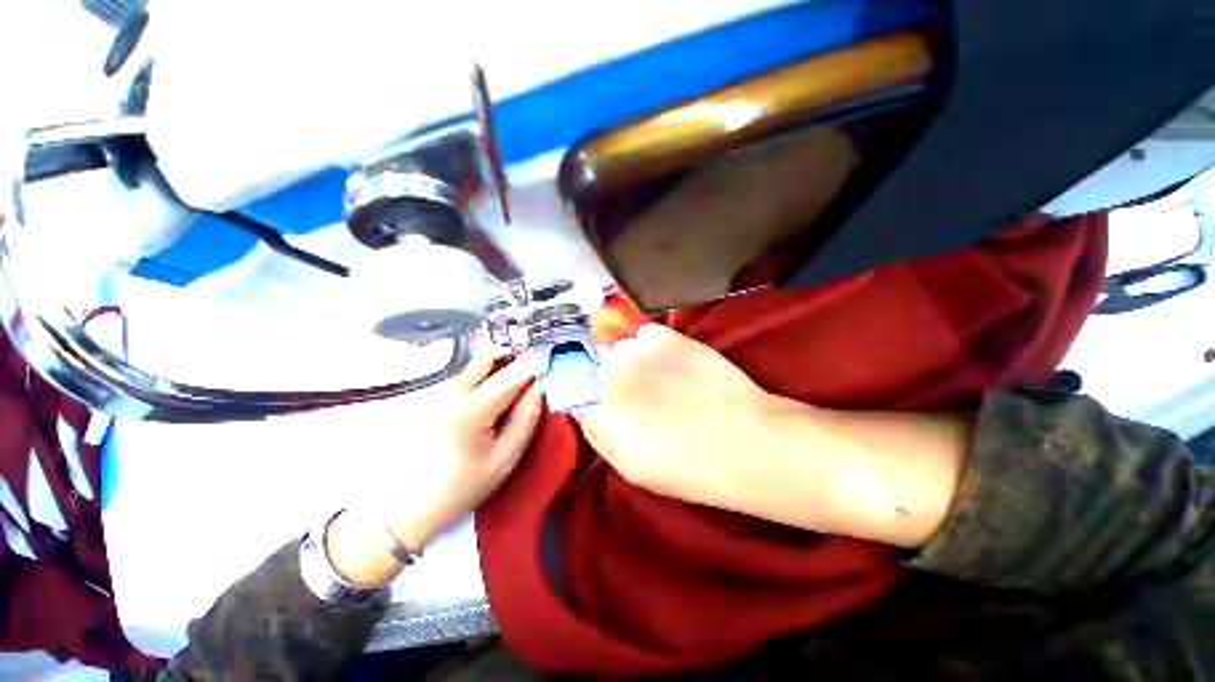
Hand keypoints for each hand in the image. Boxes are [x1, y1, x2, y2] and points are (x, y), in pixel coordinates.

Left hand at [379, 351, 543, 549]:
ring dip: (491, 373)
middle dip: (510, 361)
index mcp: (472, 409)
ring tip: (500, 399)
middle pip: (487, 358)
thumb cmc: (459, 487)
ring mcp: (432, 392)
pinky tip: (476, 408)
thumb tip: (540, 388)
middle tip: (523, 379)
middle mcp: (449, 391)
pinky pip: (458, 378)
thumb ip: (525, 419)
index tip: (547, 364)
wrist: (401, 509)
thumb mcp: (503, 460)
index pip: (511, 375)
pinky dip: (475, 383)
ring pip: (472, 367)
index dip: (533, 366)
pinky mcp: (423, 397)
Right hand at [574, 324, 785, 508]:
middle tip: (629, 388)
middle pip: (590, 359)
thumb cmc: (683, 466)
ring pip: (619, 346)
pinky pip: (645, 335)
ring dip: (629, 359)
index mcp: (595, 405)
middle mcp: (607, 370)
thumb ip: (595, 427)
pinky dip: (651, 347)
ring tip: (656, 379)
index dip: (572, 379)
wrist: (743, 442)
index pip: (566, 379)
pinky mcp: (665, 335)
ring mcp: (637, 348)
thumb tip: (580, 400)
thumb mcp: (627, 463)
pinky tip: (670, 365)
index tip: (583, 385)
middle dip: (601, 370)